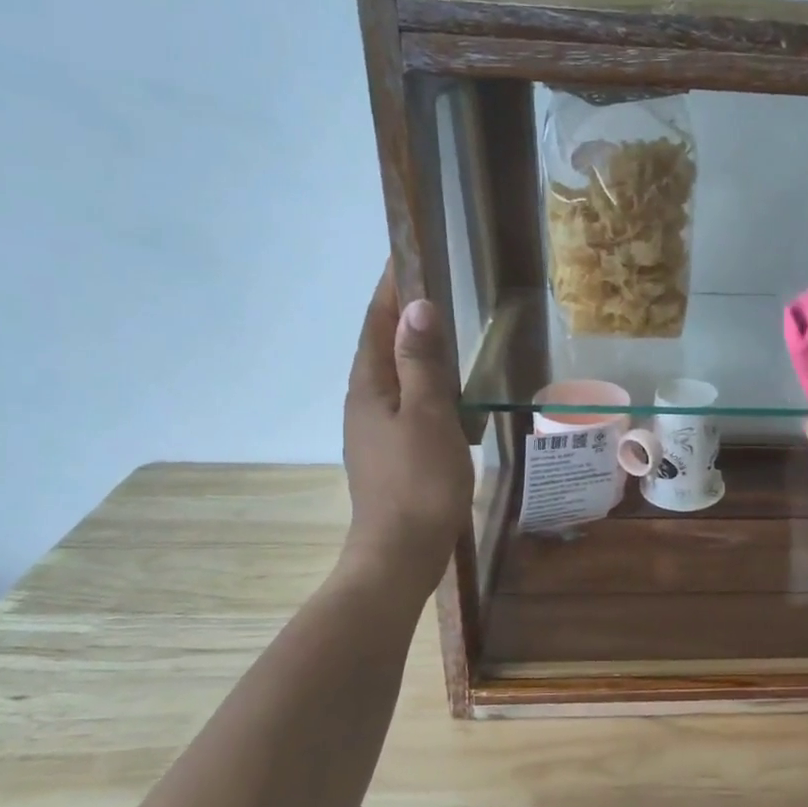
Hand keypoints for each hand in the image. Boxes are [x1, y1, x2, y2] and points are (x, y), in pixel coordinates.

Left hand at [339, 265, 473, 587]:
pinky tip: (443, 388)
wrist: (401, 552)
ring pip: (392, 374)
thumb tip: (417, 307)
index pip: (376, 323)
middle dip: (399, 311)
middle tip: (432, 283)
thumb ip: (421, 363)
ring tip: (441, 327)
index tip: (405, 253)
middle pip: (379, 345)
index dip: (390, 287)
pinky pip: (404, 399)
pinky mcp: (390, 451)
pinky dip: (421, 380)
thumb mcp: (428, 417)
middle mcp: (364, 402)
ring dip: (410, 346)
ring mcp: (374, 429)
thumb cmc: (418, 482)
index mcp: (369, 388)